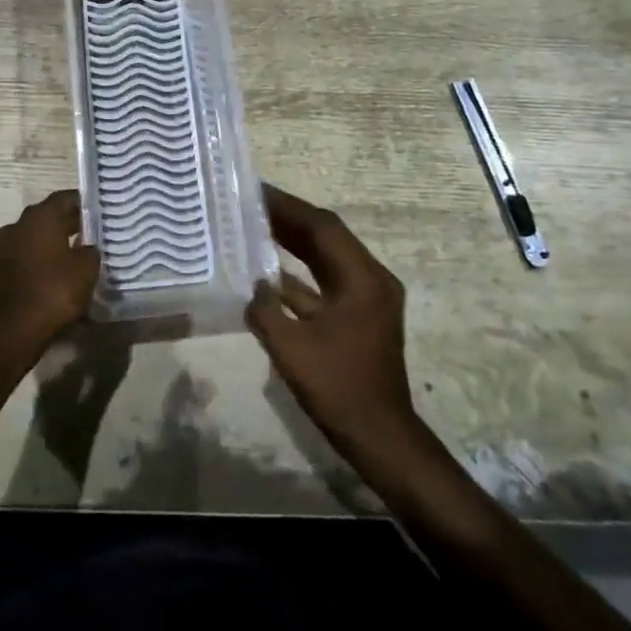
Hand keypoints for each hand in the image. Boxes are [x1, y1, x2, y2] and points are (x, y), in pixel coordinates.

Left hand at [0, 190, 99, 352]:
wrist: (13, 331)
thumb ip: (91, 250)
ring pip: (36, 235)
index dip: (84, 203)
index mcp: (40, 216)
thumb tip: (88, 247)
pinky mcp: (0, 268)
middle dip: (70, 223)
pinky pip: (27, 254)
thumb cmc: (54, 291)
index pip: (65, 197)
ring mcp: (5, 246)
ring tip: (77, 254)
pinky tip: (59, 273)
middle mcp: (19, 224)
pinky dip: (42, 259)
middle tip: (93, 233)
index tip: (101, 211)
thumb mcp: (86, 269)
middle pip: (49, 215)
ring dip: (54, 242)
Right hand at [248, 185, 417, 456]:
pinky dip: (299, 274)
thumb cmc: (338, 389)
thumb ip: (265, 309)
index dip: (288, 207)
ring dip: (294, 242)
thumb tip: (253, 286)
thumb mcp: (291, 348)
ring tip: (256, 225)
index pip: (323, 227)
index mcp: (363, 279)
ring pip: (326, 258)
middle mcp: (370, 280)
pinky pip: (325, 283)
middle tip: (251, 203)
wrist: (379, 438)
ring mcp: (366, 299)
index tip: (257, 191)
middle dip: (289, 219)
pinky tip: (268, 272)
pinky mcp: (358, 317)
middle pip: (327, 237)